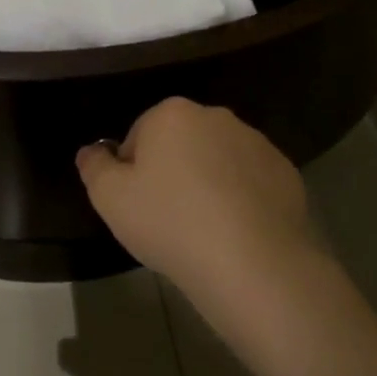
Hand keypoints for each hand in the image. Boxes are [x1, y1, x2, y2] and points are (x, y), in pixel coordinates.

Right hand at [76, 98, 320, 294]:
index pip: (140, 135)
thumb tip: (91, 150)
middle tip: (168, 218)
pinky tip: (236, 233)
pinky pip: (250, 182)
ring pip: (218, 160)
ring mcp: (256, 142)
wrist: (251, 261)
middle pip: (181, 143)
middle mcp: (217, 116)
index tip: (138, 206)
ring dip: (208, 184)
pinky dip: (241, 199)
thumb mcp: (111, 199)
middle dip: (173, 172)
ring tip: (204, 230)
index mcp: (172, 114)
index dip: (133, 171)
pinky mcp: (285, 171)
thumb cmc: (170, 222)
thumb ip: (94, 167)